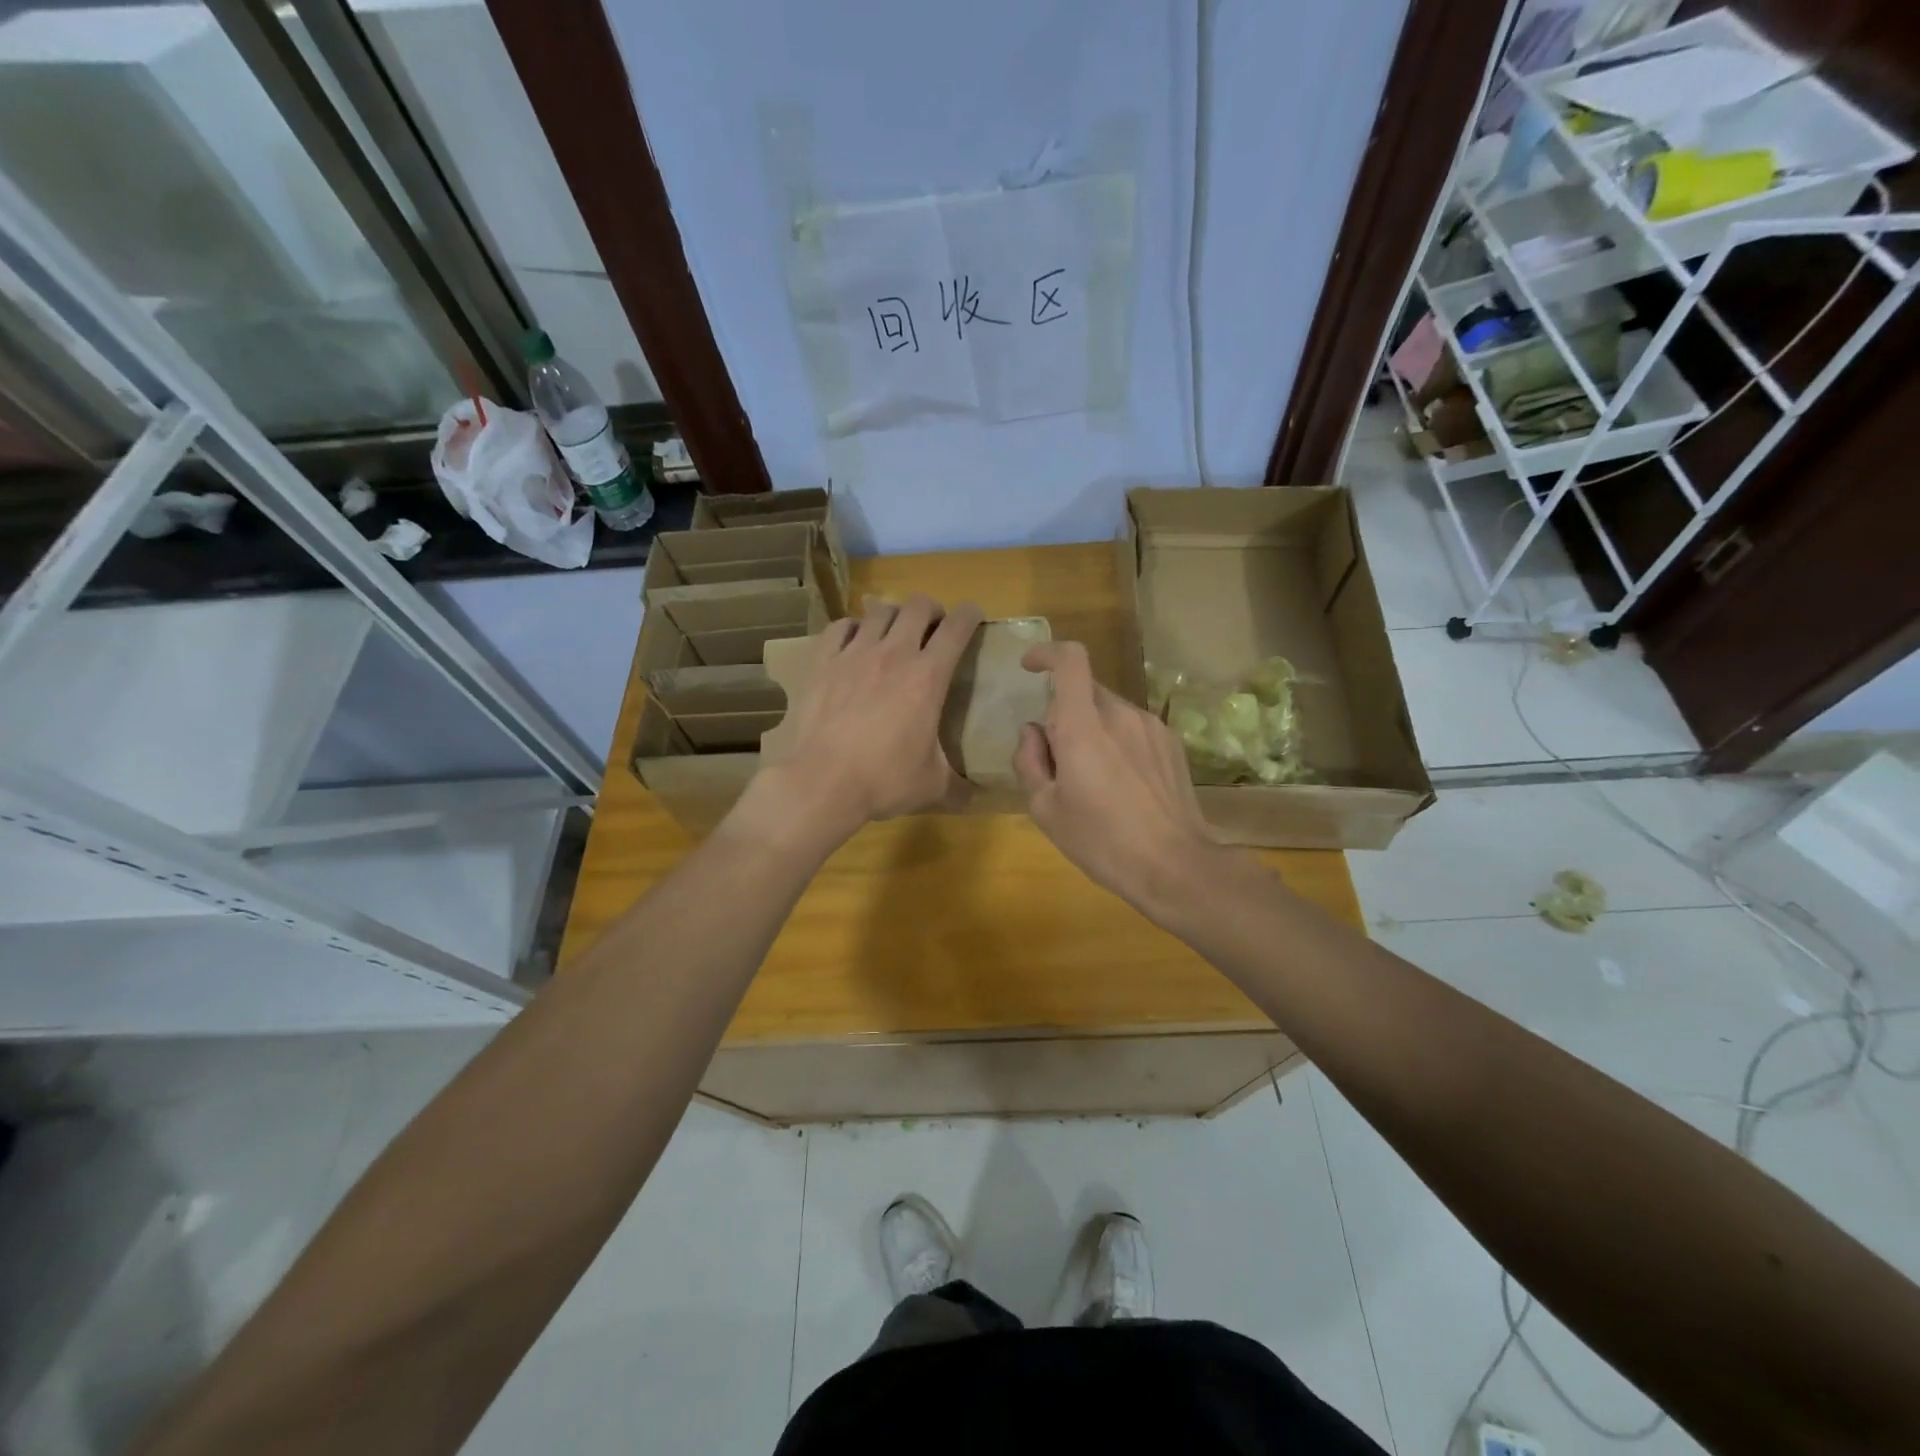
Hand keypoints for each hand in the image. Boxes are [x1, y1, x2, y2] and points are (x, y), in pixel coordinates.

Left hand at [747, 594, 983, 849]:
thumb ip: (958, 787)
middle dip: (932, 611)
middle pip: (918, 606)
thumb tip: (975, 799)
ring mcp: (854, 653)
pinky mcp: (823, 662)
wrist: (821, 782)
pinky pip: (840, 627)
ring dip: (893, 615)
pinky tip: (854, 642)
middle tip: (932, 630)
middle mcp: (894, 653)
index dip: (970, 615)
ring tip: (894, 632)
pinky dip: (852, 628)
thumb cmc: (884, 780)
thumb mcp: (931, 786)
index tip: (973, 618)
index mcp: (928, 676)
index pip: (957, 627)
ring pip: (879, 610)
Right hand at [1013, 641, 1217, 915]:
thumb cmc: (1101, 841)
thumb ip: (1029, 761)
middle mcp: (1120, 714)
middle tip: (1057, 758)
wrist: (1175, 865)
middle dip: (1064, 712)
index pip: (1070, 660)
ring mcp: (1151, 726)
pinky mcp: (1172, 743)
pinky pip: (1133, 727)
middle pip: (1085, 689)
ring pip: (1109, 710)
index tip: (1030, 667)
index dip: (1047, 653)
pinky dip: (1118, 741)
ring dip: (1092, 728)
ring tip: (1093, 779)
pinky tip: (1123, 784)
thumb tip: (1033, 732)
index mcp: (1083, 727)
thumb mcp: (1046, 810)